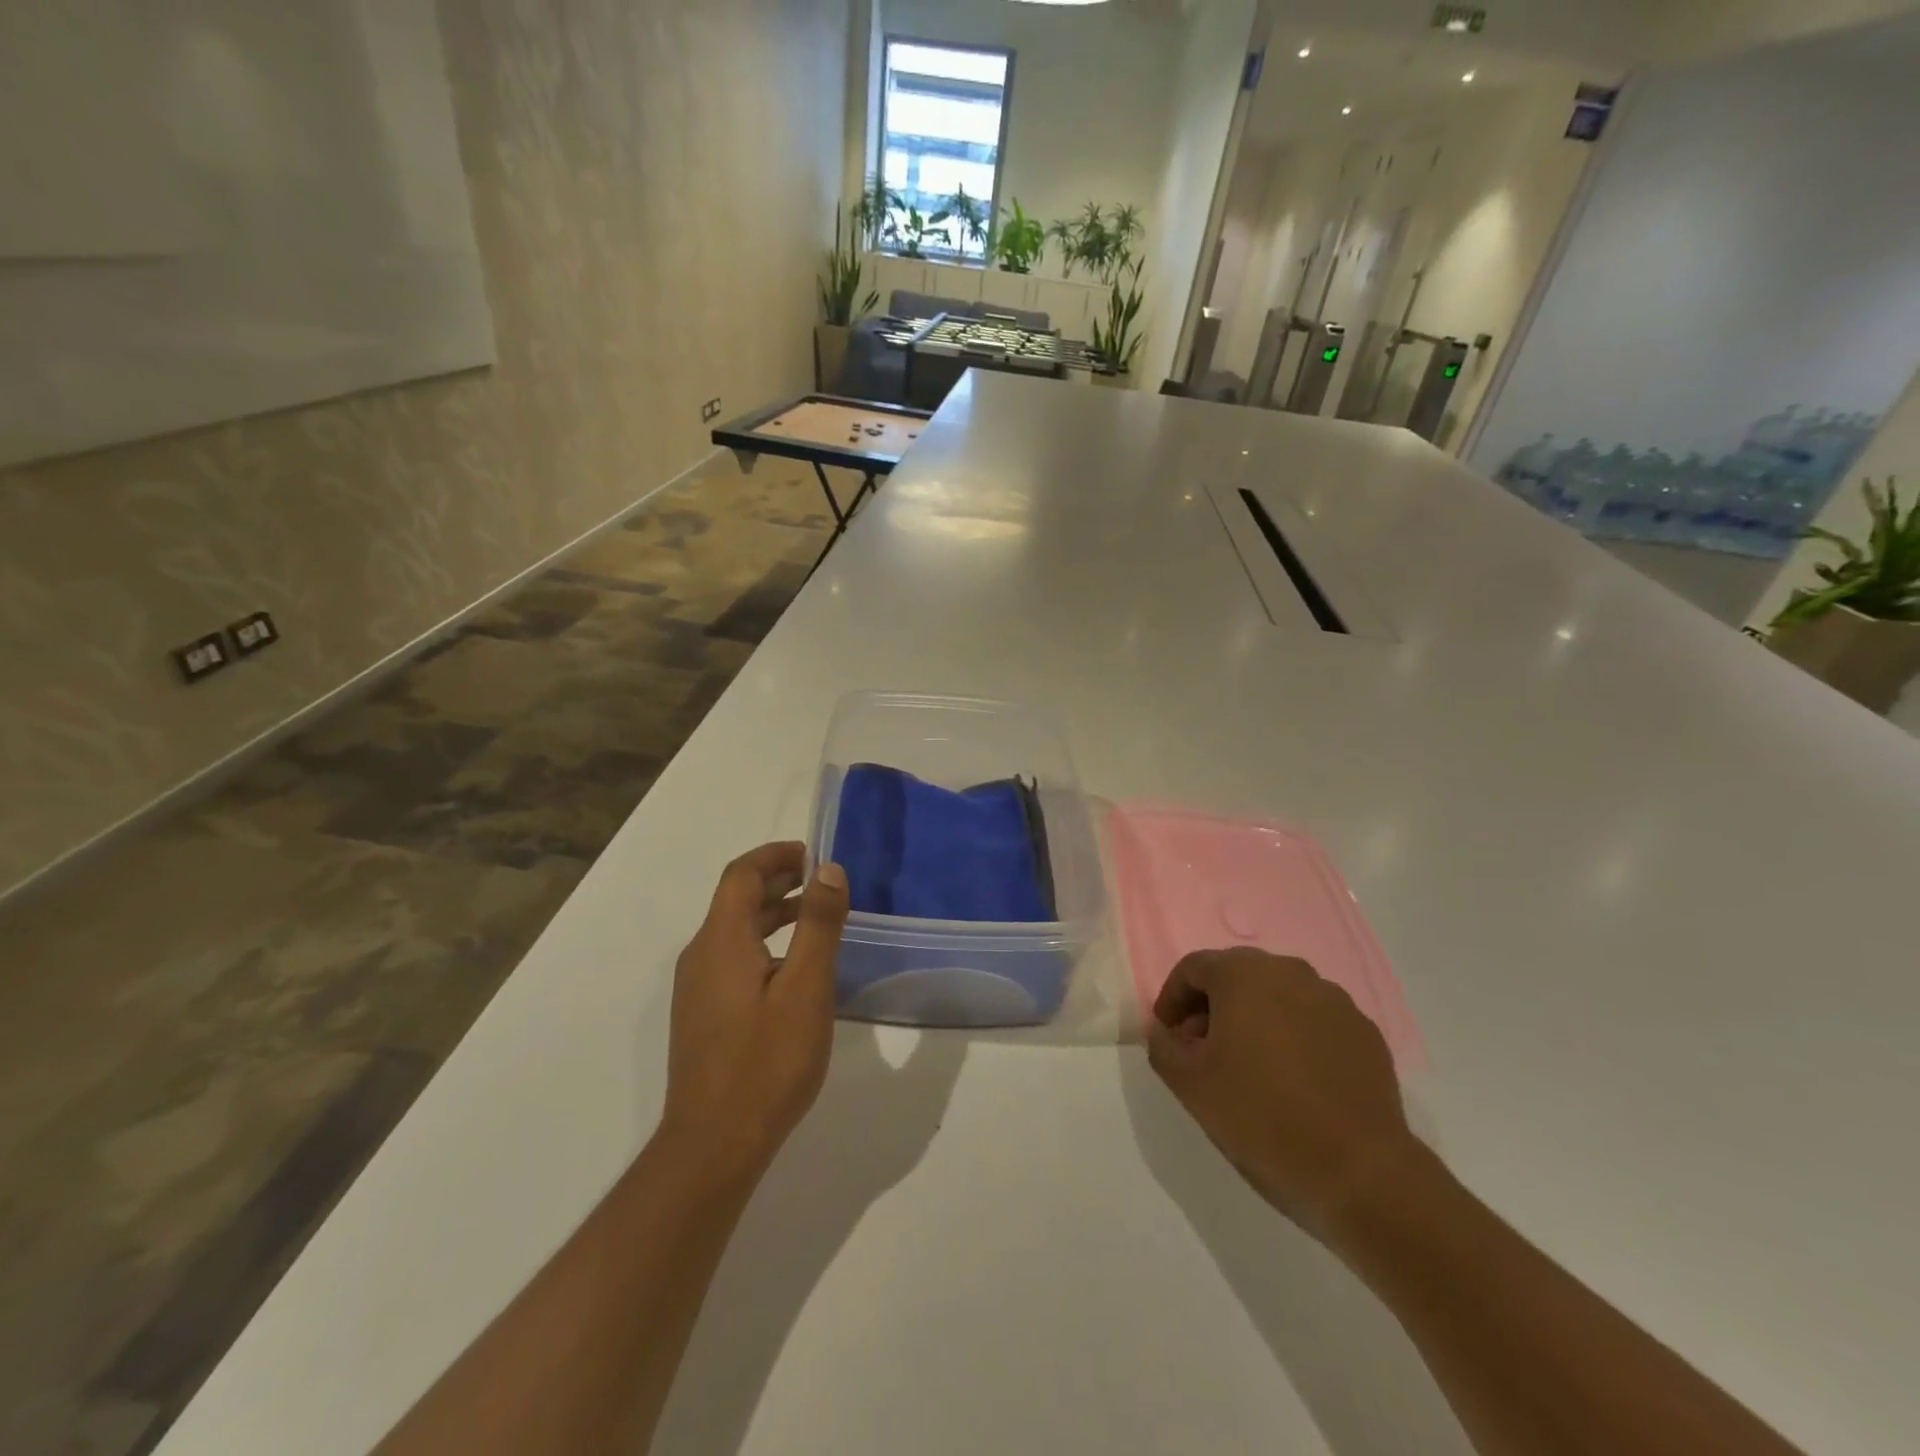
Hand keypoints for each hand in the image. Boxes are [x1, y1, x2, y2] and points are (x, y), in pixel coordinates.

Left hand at [661, 842, 849, 1174]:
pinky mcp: (703, 1014)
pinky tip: (795, 969)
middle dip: (778, 880)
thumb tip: (828, 870)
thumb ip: (818, 924)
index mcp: (721, 941)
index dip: (776, 855)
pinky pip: (733, 958)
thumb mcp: (806, 988)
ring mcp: (697, 988)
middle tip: (823, 882)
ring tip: (817, 917)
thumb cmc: (767, 1062)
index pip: (741, 874)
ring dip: (773, 912)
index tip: (815, 855)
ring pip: (735, 930)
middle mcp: (701, 955)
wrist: (713, 1145)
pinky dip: (765, 943)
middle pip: (736, 899)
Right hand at [1147, 949, 1417, 1235]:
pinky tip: (1293, 1079)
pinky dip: (1295, 1036)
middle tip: (1203, 1049)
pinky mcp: (1364, 1032)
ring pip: (1278, 995)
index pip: (1193, 968)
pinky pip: (1314, 1020)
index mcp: (1243, 974)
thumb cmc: (1261, 1117)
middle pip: (1237, 975)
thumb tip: (1165, 1031)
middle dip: (1213, 1006)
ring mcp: (1334, 1000)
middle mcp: (1290, 972)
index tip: (1168, 1034)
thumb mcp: (1189, 1085)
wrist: (1360, 1170)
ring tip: (1249, 1066)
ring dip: (1255, 1019)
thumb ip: (1163, 1046)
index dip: (1172, 998)